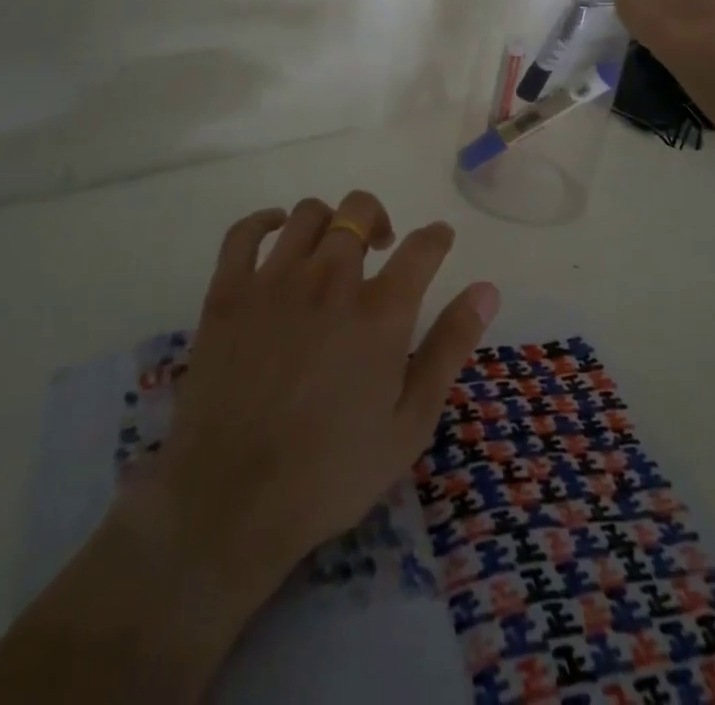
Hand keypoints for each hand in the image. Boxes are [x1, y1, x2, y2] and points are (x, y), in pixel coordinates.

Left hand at [122, 191, 499, 596]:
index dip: (436, 237)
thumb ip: (449, 347)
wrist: (231, 503)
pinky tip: (277, 233)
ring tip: (331, 249)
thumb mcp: (410, 422)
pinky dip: (264, 221)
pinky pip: (245, 231)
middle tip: (380, 249)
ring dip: (329, 221)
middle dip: (378, 219)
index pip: (422, 247)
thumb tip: (486, 289)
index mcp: (380, 312)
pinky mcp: (228, 292)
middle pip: (360, 211)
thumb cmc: (331, 472)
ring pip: (308, 213)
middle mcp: (330, 280)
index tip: (438, 239)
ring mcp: (274, 281)